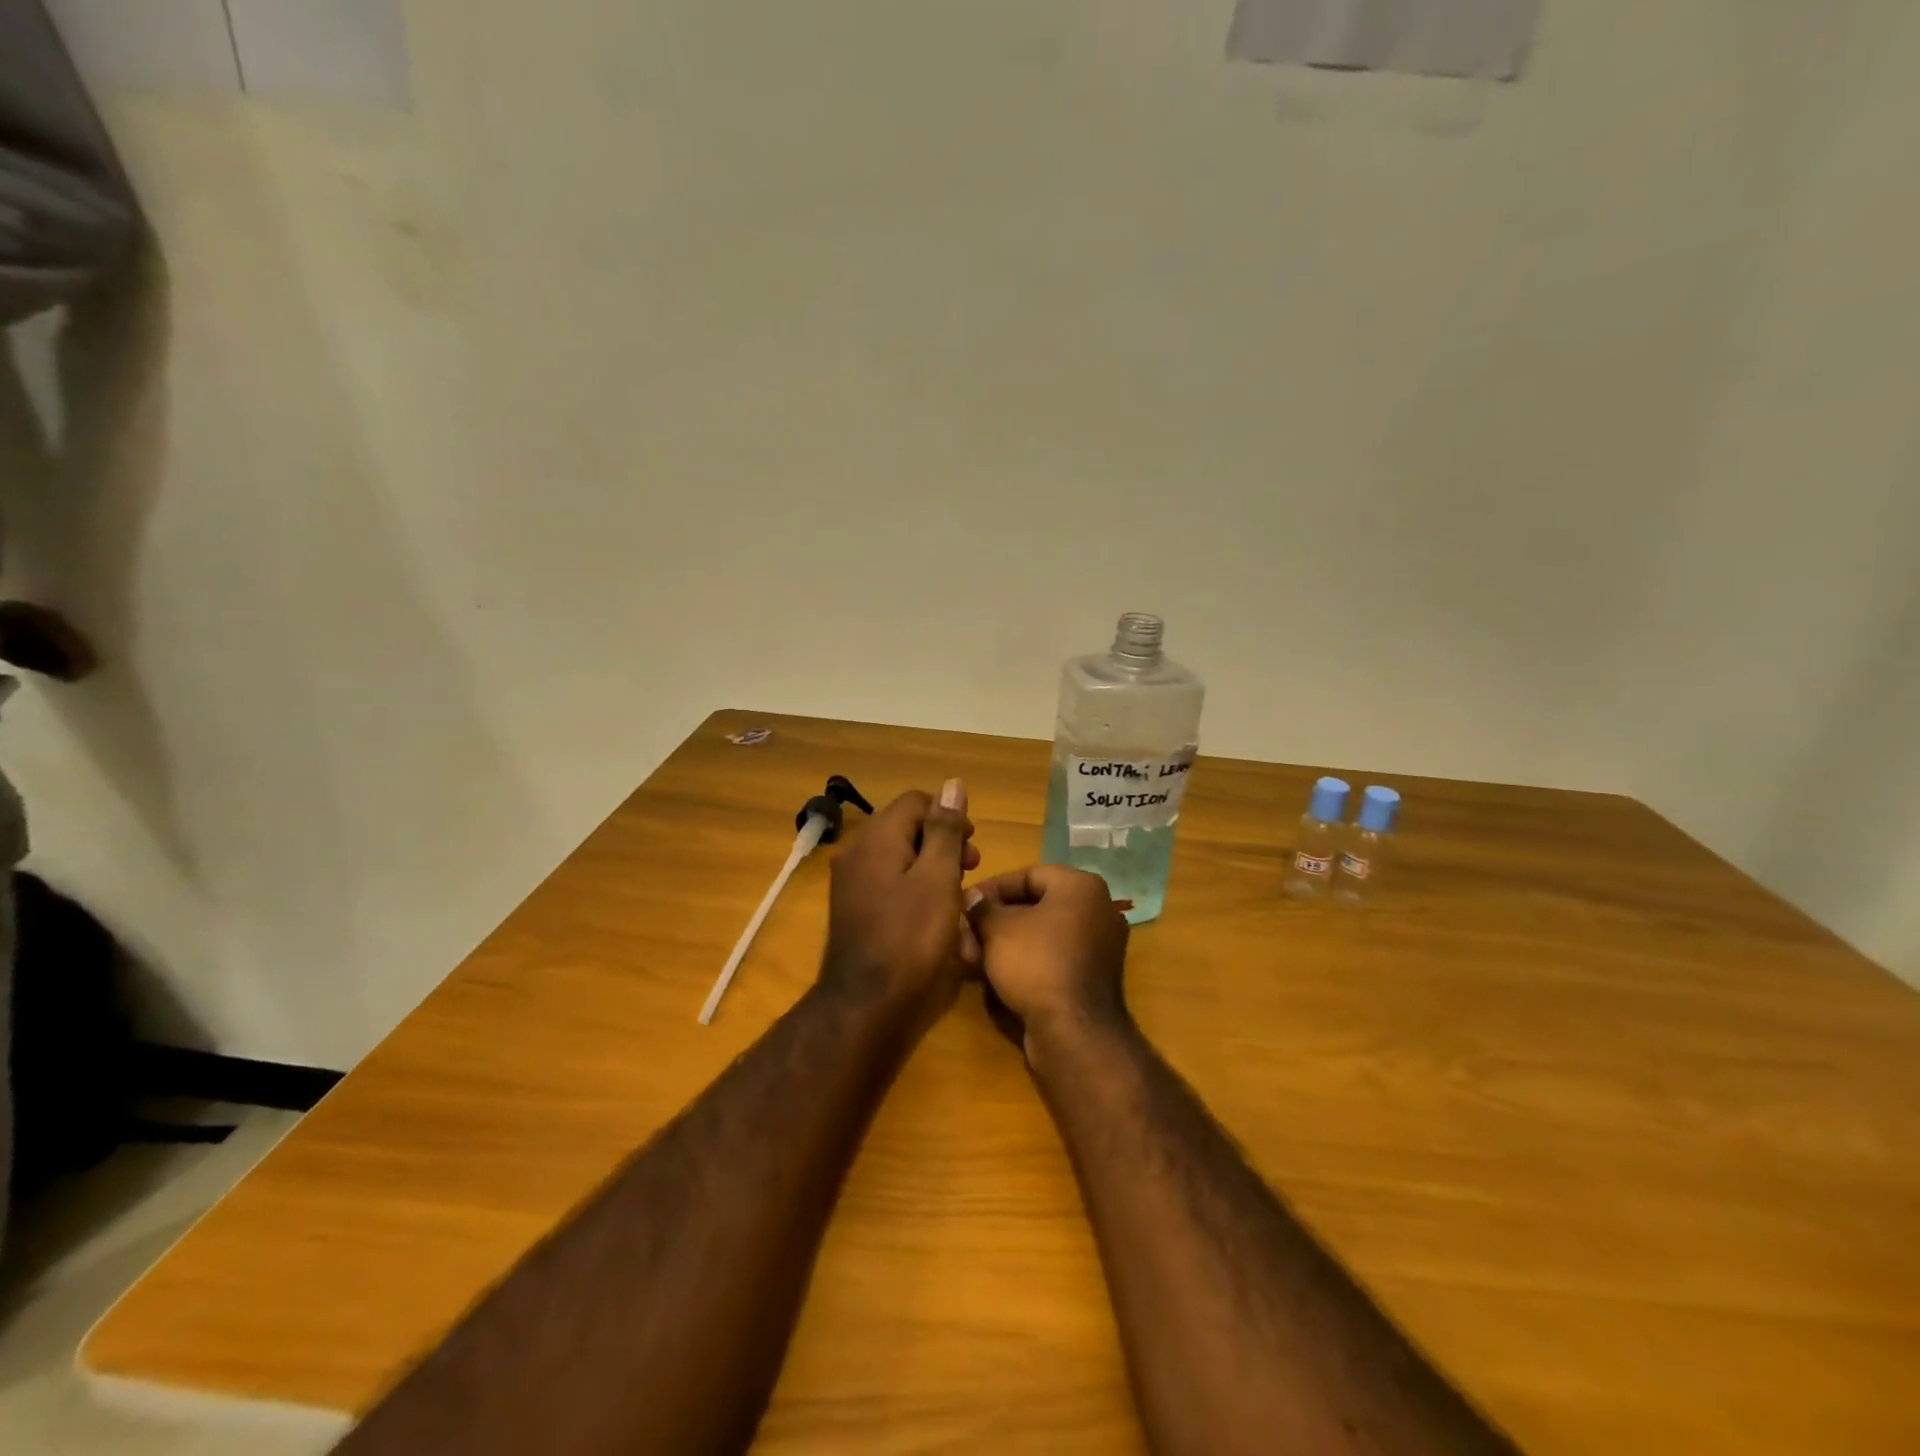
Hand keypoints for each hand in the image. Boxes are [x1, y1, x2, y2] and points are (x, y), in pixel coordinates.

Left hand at [818, 780, 981, 1025]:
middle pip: (905, 827)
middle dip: (942, 841)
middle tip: (970, 870)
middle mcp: (857, 852)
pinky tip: (931, 912)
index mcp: (877, 838)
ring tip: (956, 894)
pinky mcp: (853, 909)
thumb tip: (953, 783)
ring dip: (930, 865)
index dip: (949, 816)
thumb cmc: (912, 938)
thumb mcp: (939, 878)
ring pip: (898, 856)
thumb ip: (946, 829)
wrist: (867, 1005)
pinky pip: (888, 881)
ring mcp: (851, 882)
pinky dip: (912, 886)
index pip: (916, 802)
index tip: (972, 847)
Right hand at [965, 865, 1131, 1058]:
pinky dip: (1025, 961)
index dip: (991, 888)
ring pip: (1041, 935)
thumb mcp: (998, 929)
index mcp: (1082, 886)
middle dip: (994, 922)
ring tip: (972, 960)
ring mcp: (1098, 946)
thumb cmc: (1036, 963)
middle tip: (965, 937)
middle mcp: (1097, 910)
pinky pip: (1053, 957)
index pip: (1028, 875)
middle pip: (1034, 906)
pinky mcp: (1092, 977)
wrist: (1074, 1031)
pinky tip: (995, 976)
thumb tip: (972, 898)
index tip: (964, 904)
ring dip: (1004, 944)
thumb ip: (982, 907)